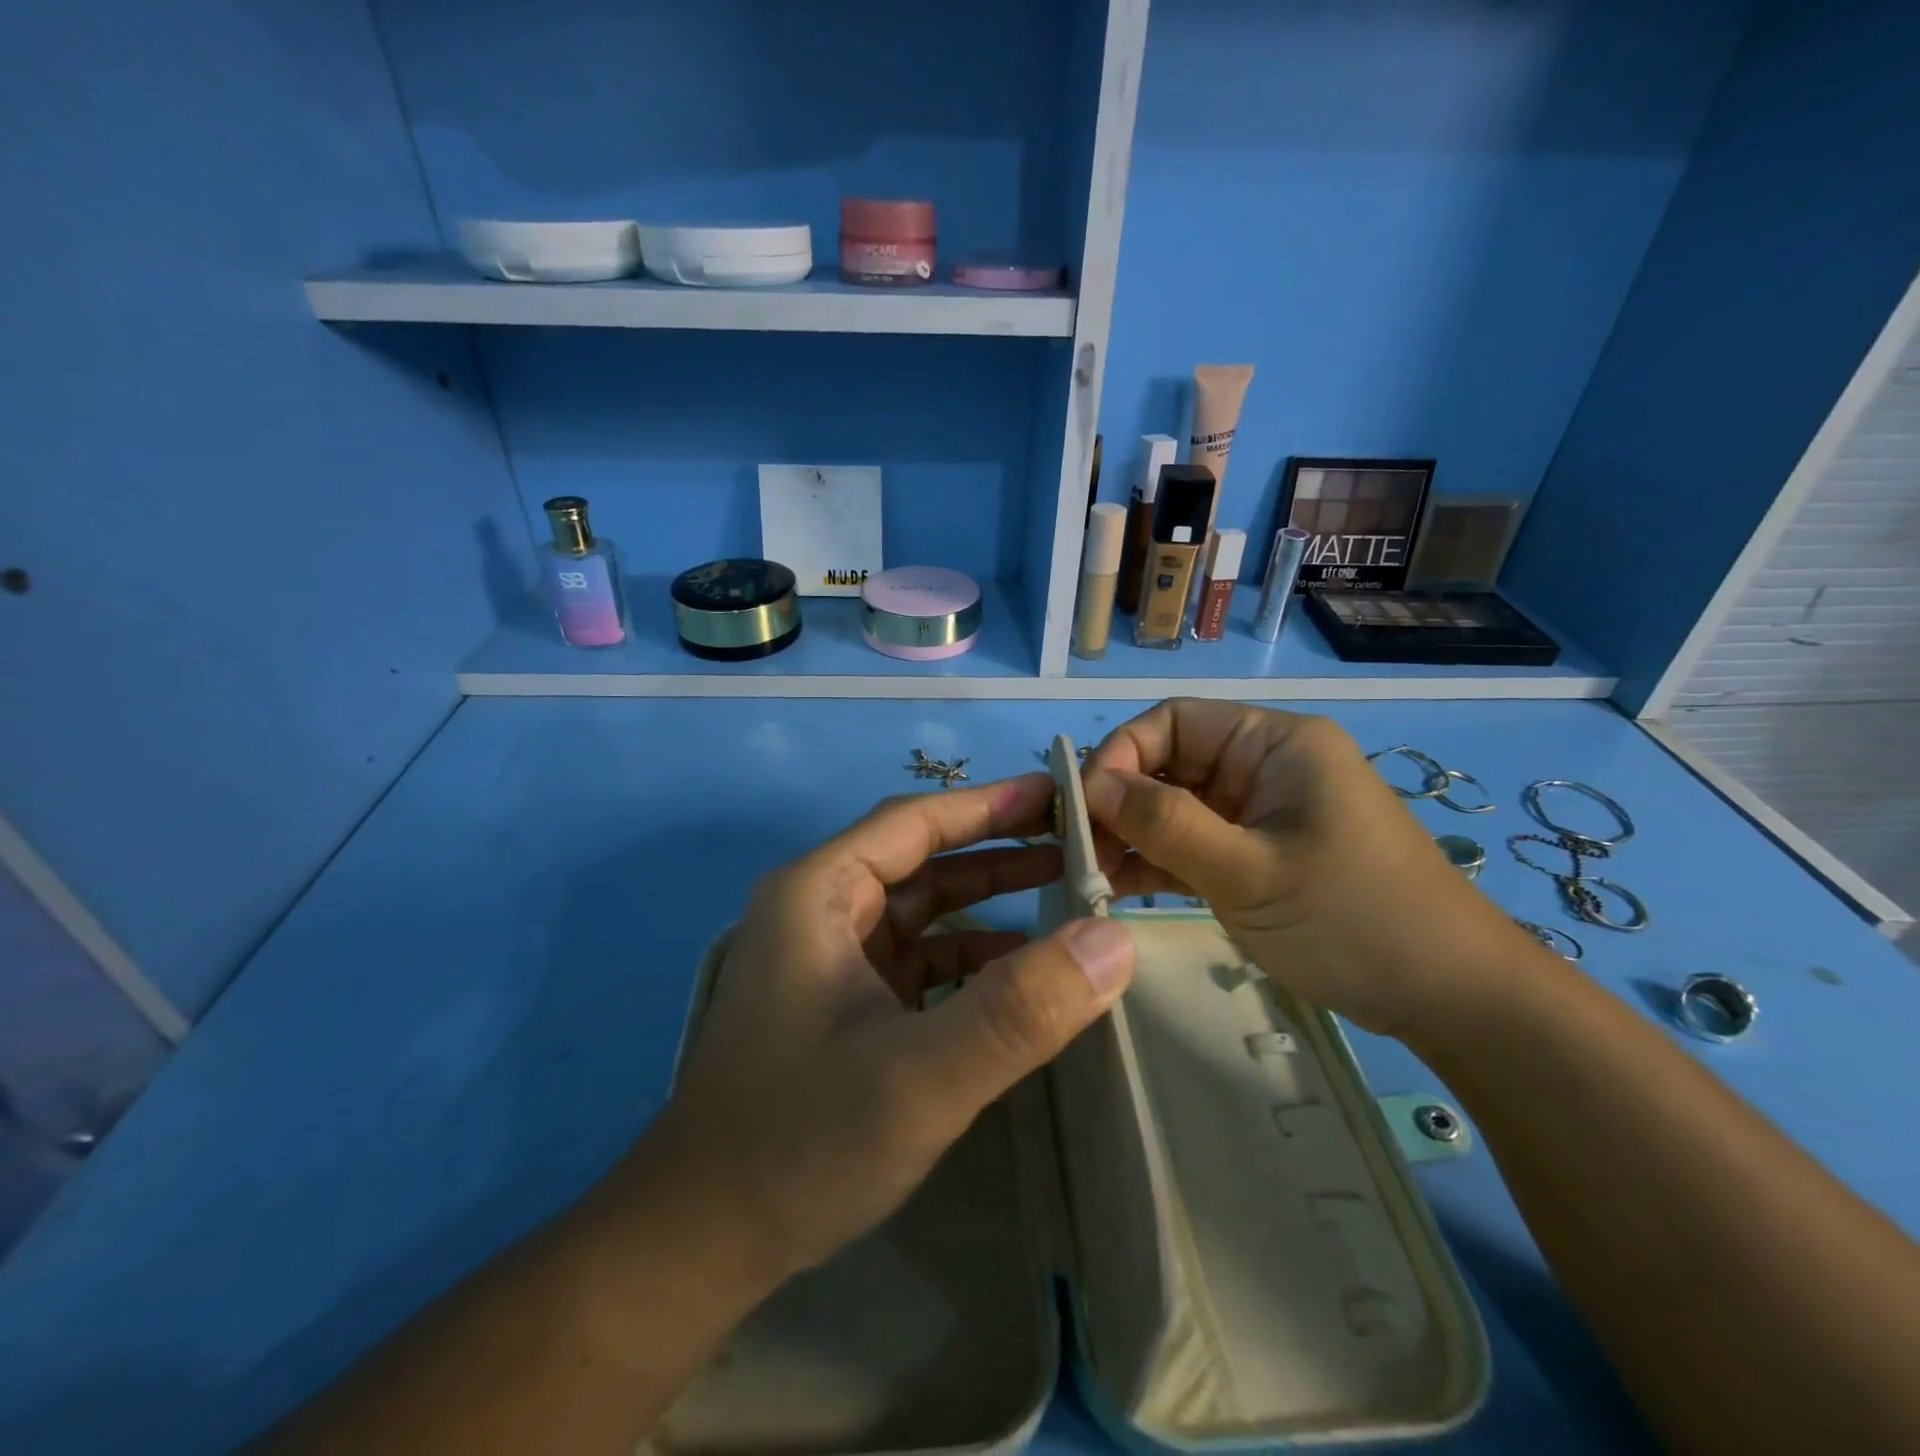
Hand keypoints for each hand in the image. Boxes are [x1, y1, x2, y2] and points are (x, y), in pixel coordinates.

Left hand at [639, 773, 1134, 1289]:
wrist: (703, 1241)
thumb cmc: (800, 1140)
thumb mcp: (920, 1076)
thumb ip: (1018, 1008)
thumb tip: (1113, 939)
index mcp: (818, 892)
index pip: (914, 821)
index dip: (989, 803)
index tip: (1059, 794)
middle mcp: (820, 910)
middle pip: (921, 858)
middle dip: (998, 850)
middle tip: (1078, 843)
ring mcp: (830, 958)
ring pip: (922, 909)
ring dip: (988, 900)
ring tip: (1066, 893)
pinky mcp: (843, 1002)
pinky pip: (917, 957)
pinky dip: (968, 955)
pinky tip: (1019, 966)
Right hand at [1083, 700, 1532, 1041]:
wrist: (1450, 999)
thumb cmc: (1356, 920)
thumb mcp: (1251, 871)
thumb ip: (1167, 824)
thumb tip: (1091, 786)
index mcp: (1271, 742)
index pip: (1171, 722)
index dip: (1119, 755)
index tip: (1084, 809)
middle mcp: (1260, 766)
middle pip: (1166, 764)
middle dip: (1118, 803)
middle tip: (1079, 852)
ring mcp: (1256, 813)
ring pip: (1171, 808)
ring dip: (1129, 837)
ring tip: (1090, 876)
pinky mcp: (1253, 855)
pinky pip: (1190, 845)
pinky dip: (1154, 862)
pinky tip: (1115, 888)